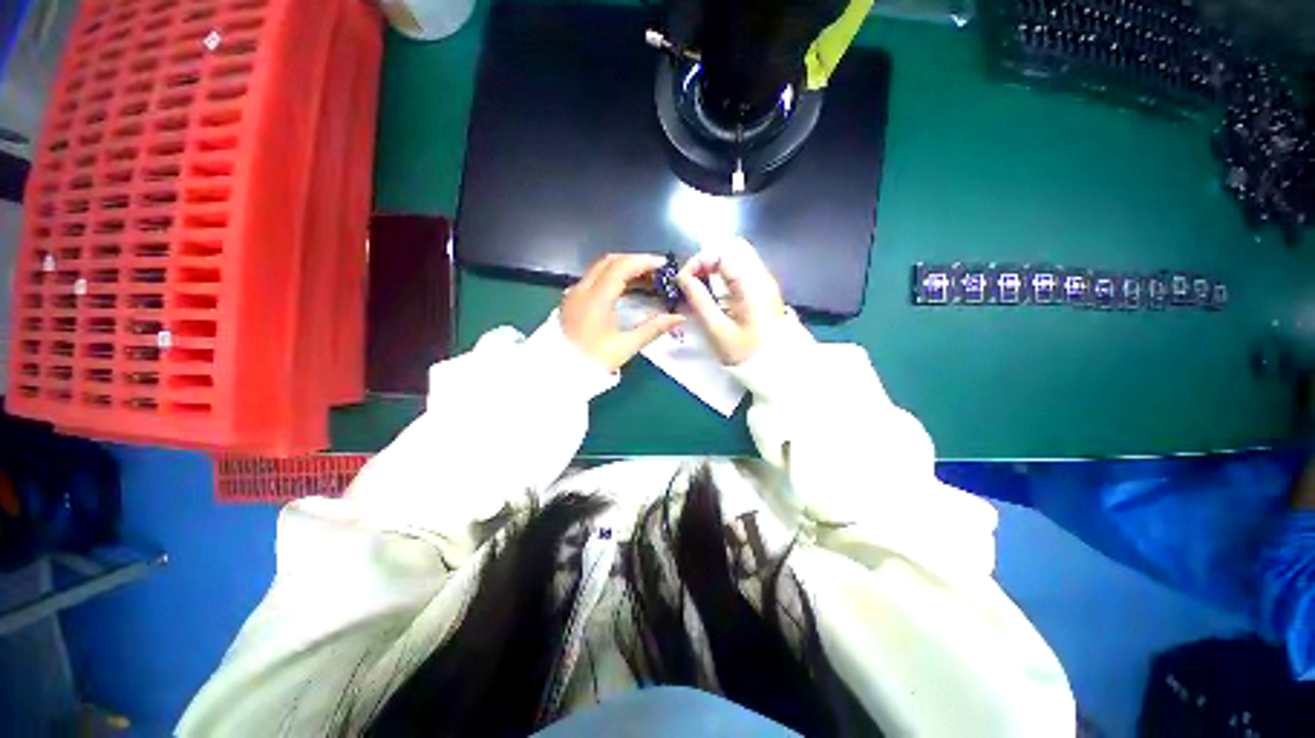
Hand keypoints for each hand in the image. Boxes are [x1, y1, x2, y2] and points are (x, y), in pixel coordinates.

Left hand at [560, 254, 686, 371]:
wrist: (560, 373)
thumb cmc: (594, 360)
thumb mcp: (626, 346)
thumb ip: (653, 328)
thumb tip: (678, 317)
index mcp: (596, 298)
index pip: (621, 267)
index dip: (644, 262)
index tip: (663, 265)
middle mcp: (582, 289)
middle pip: (610, 262)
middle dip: (635, 261)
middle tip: (656, 271)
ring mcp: (574, 293)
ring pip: (600, 268)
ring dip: (624, 269)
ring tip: (646, 279)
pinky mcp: (571, 300)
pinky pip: (594, 279)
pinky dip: (612, 277)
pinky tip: (626, 289)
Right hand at [677, 238, 786, 364]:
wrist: (777, 368)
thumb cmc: (746, 353)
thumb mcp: (718, 331)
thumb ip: (700, 301)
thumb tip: (683, 278)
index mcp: (751, 285)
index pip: (722, 253)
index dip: (699, 261)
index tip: (684, 279)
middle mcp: (762, 276)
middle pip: (733, 248)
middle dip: (708, 259)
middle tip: (693, 280)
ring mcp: (766, 282)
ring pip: (740, 257)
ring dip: (717, 266)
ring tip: (701, 285)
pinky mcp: (765, 291)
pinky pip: (744, 269)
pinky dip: (726, 273)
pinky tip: (716, 292)